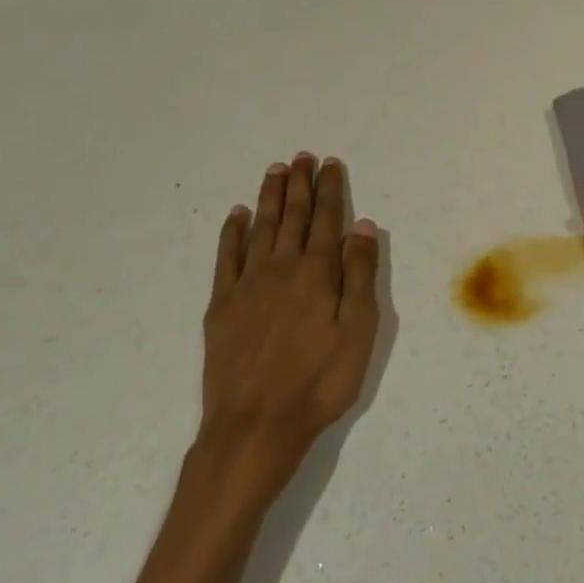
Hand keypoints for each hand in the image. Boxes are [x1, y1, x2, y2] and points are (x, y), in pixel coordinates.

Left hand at [199, 153, 379, 487]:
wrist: (255, 426)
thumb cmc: (319, 381)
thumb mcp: (358, 330)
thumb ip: (360, 274)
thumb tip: (362, 226)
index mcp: (316, 273)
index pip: (325, 219)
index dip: (329, 189)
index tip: (329, 164)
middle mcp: (280, 268)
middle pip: (292, 216)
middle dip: (299, 184)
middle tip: (301, 157)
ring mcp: (246, 285)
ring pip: (261, 229)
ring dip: (269, 198)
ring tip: (276, 171)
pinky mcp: (221, 306)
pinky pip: (227, 257)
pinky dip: (232, 233)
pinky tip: (237, 215)